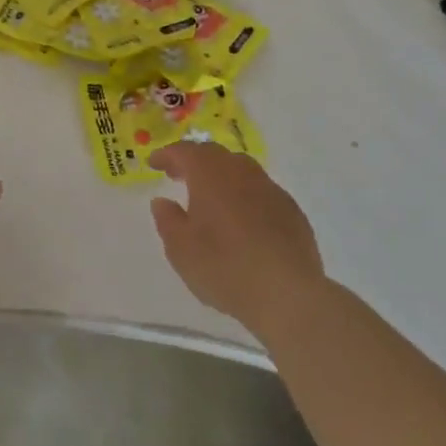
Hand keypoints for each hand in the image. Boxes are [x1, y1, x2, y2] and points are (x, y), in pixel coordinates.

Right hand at [148, 142, 325, 336]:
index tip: (154, 163)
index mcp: (211, 174)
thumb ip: (168, 220)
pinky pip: (261, 192)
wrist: (288, 294)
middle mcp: (242, 172)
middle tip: (178, 175)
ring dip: (221, 177)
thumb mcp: (180, 249)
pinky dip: (244, 196)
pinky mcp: (292, 211)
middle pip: (215, 155)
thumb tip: (163, 201)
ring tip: (210, 198)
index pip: (185, 152)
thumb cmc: (224, 267)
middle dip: (194, 161)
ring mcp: (271, 190)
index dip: (167, 155)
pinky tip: (241, 221)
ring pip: (241, 171)